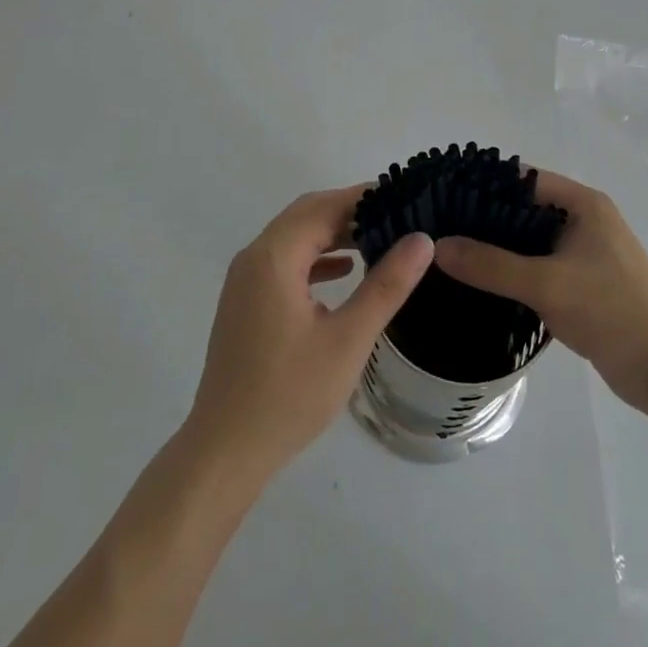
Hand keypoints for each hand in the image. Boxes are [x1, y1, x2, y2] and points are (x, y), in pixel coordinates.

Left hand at [184, 185, 433, 482]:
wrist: (226, 450)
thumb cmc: (289, 394)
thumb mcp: (348, 339)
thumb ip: (386, 285)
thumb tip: (421, 239)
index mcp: (274, 257)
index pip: (324, 207)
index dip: (364, 197)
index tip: (404, 195)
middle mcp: (254, 257)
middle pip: (307, 214)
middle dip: (350, 210)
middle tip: (397, 215)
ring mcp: (246, 280)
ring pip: (295, 237)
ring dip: (333, 232)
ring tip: (379, 237)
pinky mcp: (247, 302)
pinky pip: (285, 261)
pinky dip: (316, 256)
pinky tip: (345, 270)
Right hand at [434, 170, 647, 410]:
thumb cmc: (610, 310)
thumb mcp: (546, 284)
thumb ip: (491, 266)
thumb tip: (438, 247)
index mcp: (584, 204)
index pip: (525, 179)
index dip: (486, 185)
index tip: (446, 197)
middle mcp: (586, 220)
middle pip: (526, 209)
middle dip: (487, 218)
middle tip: (442, 230)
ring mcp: (586, 253)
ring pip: (532, 241)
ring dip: (500, 248)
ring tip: (453, 255)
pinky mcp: (584, 283)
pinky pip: (541, 266)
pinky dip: (515, 271)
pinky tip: (483, 283)